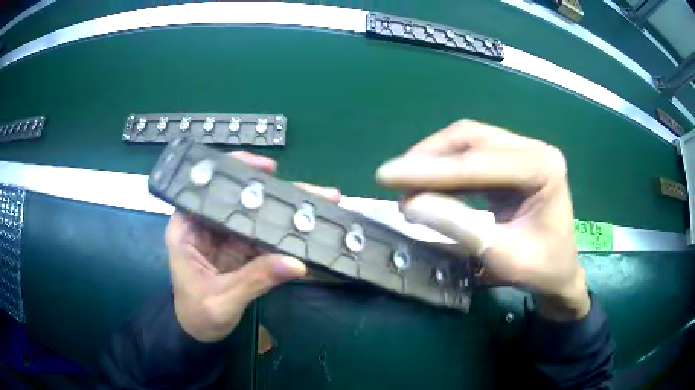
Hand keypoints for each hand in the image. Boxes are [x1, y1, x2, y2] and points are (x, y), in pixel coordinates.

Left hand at [165, 152, 340, 341]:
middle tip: (314, 192)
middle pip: (240, 200)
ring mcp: (225, 237)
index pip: (207, 188)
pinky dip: (284, 234)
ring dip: (285, 212)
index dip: (236, 171)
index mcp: (186, 229)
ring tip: (320, 205)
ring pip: (256, 217)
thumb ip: (255, 280)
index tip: (268, 169)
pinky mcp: (239, 250)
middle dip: (276, 193)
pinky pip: (263, 237)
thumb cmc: (198, 316)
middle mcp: (205, 225)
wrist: (199, 334)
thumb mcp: (223, 300)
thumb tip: (297, 263)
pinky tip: (306, 229)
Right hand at [376, 120, 589, 321]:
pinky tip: (426, 179)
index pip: (480, 163)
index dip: (431, 171)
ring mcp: (524, 151)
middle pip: (472, 139)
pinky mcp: (513, 160)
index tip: (387, 176)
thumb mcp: (503, 256)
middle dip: (429, 158)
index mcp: (543, 168)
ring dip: (434, 158)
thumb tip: (410, 204)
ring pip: (469, 141)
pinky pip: (472, 153)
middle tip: (392, 177)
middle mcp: (535, 149)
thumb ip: (460, 228)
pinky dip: (445, 166)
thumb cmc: (541, 269)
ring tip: (405, 180)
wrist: (560, 272)